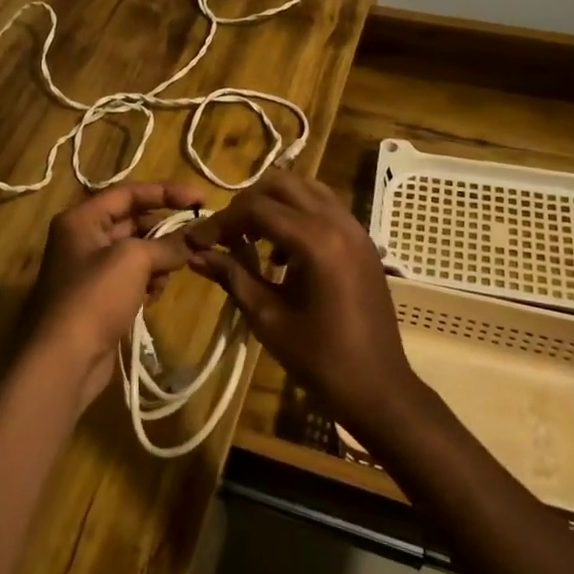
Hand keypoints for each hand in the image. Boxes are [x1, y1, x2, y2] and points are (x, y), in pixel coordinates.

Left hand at [23, 180, 204, 407]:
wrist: (63, 359)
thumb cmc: (94, 297)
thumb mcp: (133, 259)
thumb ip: (167, 243)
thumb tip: (191, 241)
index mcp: (82, 219)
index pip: (129, 193)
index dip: (166, 192)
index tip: (201, 200)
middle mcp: (83, 239)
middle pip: (133, 222)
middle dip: (165, 229)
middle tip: (198, 237)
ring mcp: (90, 271)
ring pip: (135, 252)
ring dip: (159, 258)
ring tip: (175, 270)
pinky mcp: (99, 299)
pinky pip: (131, 279)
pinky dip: (148, 282)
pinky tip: (156, 294)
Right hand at [184, 170, 417, 435]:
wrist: (378, 388)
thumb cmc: (319, 359)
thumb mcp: (267, 318)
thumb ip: (232, 276)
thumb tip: (195, 255)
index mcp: (316, 242)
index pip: (257, 208)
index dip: (221, 221)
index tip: (197, 241)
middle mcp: (338, 223)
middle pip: (282, 185)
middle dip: (247, 203)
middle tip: (226, 233)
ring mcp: (356, 229)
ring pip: (307, 189)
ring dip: (275, 203)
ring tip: (252, 237)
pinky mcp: (363, 241)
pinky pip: (326, 207)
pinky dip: (299, 213)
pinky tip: (284, 251)